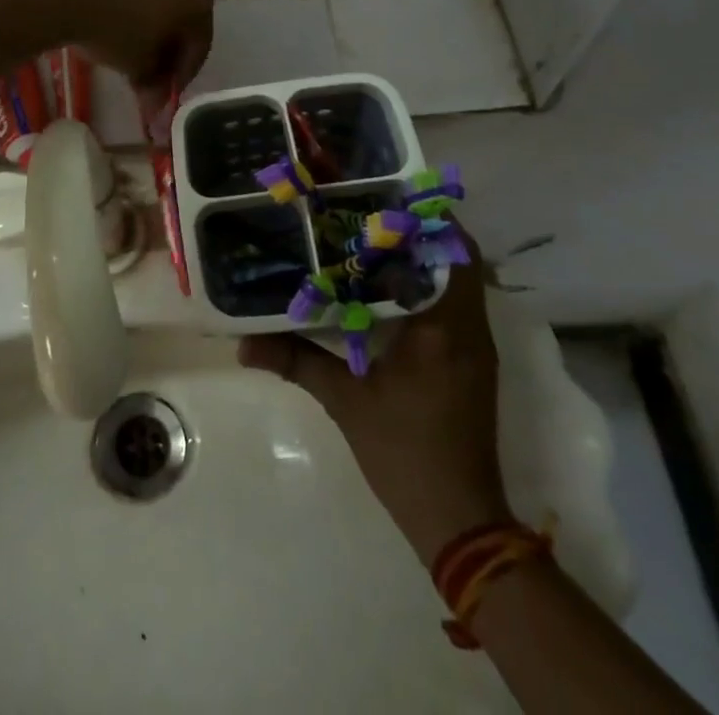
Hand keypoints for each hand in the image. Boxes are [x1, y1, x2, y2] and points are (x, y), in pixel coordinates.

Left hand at [63, 0, 213, 133]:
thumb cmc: (117, 29)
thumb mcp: (138, 66)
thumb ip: (153, 84)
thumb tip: (156, 103)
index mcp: (200, 0)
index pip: (199, 46)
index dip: (182, 74)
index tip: (165, 93)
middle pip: (182, 20)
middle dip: (167, 49)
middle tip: (149, 74)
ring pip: (159, 1)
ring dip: (149, 27)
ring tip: (127, 51)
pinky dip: (131, 7)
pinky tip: (111, 24)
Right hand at [239, 232, 509, 566]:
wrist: (459, 520)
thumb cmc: (405, 453)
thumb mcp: (345, 402)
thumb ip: (296, 360)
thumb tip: (243, 343)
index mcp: (445, 326)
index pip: (453, 251)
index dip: (425, 219)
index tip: (385, 198)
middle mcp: (469, 328)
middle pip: (459, 258)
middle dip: (419, 232)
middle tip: (370, 214)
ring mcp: (475, 347)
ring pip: (459, 281)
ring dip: (425, 259)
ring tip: (372, 241)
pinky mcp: (471, 363)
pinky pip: (456, 306)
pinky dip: (427, 287)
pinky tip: (385, 290)